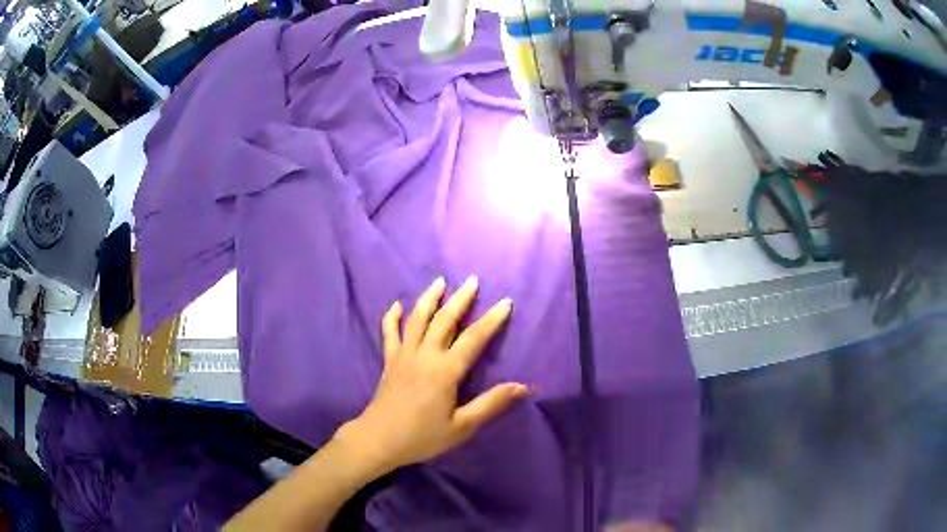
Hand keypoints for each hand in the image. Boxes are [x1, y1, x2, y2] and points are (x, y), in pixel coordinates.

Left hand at [336, 276, 527, 473]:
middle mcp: (425, 355)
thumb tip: (523, 387)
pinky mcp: (389, 361)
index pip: (474, 339)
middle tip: (472, 281)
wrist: (379, 439)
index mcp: (445, 371)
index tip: (505, 302)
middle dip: (460, 299)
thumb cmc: (423, 436)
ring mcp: (404, 355)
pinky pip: (389, 333)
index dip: (491, 320)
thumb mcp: (462, 427)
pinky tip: (396, 305)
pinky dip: (392, 317)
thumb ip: (491, 404)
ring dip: (429, 298)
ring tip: (440, 281)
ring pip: (417, 319)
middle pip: (444, 320)